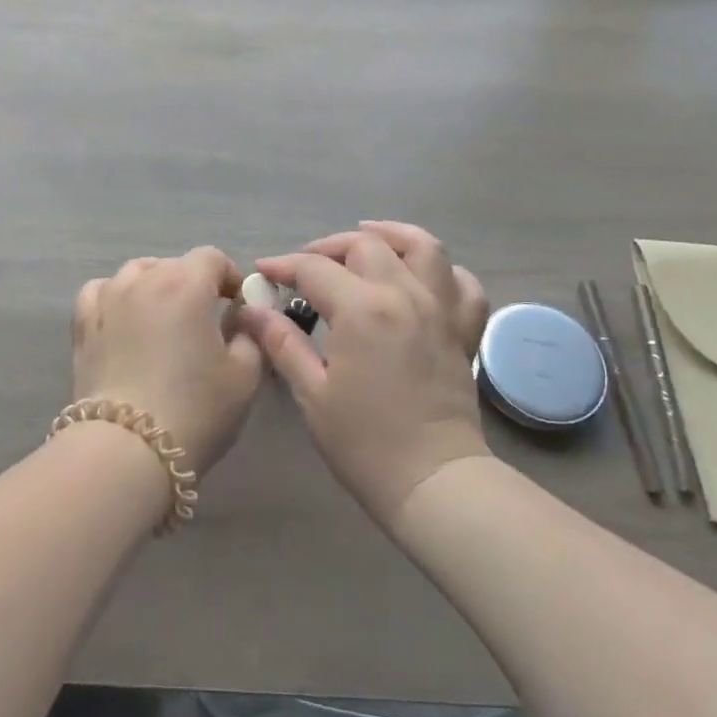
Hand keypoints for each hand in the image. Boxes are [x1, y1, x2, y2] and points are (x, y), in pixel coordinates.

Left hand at [72, 247, 265, 474]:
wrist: (127, 450)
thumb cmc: (195, 410)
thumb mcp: (244, 376)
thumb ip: (250, 335)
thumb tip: (240, 319)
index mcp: (186, 284)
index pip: (212, 258)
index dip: (230, 276)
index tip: (237, 305)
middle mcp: (144, 280)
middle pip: (174, 264)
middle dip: (195, 284)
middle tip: (205, 319)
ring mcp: (107, 299)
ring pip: (136, 273)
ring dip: (155, 285)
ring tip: (164, 317)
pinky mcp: (83, 325)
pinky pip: (100, 291)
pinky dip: (116, 296)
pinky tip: (124, 317)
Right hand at [237, 221, 491, 525]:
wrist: (433, 481)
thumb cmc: (364, 442)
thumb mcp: (312, 393)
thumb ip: (282, 343)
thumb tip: (253, 311)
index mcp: (362, 310)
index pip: (315, 268)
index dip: (284, 265)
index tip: (264, 272)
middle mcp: (404, 295)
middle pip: (365, 245)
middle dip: (328, 247)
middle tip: (305, 266)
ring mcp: (441, 309)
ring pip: (422, 247)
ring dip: (391, 235)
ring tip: (368, 237)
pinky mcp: (463, 330)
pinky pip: (463, 284)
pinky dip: (443, 271)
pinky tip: (422, 276)